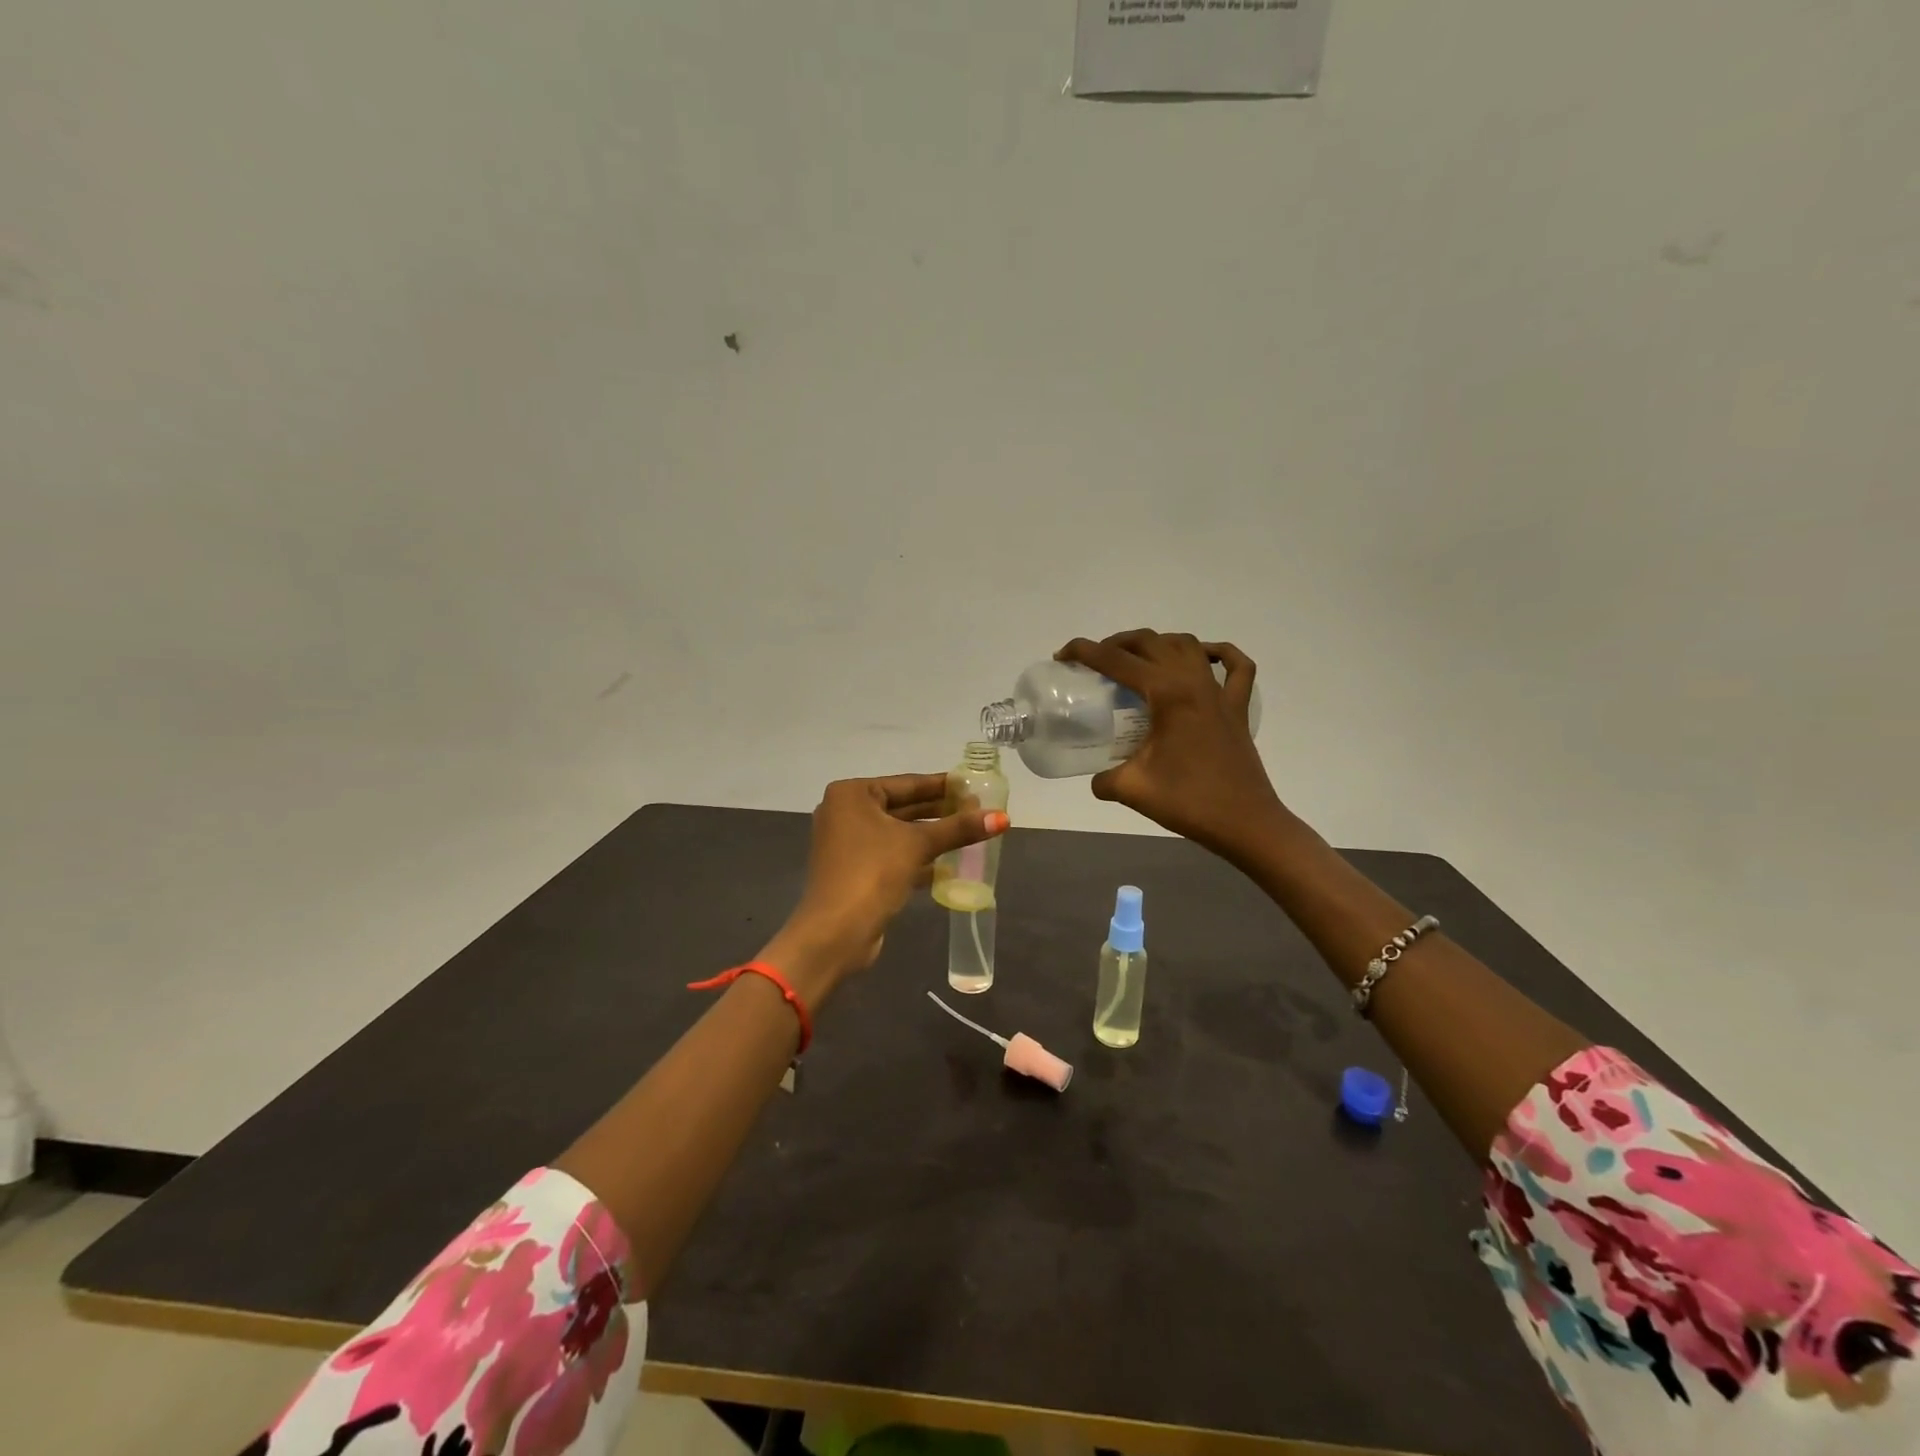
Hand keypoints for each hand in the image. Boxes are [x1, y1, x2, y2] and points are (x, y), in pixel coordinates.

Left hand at [761, 773, 1008, 995]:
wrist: (836, 932)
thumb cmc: (872, 873)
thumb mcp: (918, 845)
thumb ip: (959, 829)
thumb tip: (1003, 818)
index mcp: (852, 794)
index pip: (907, 783)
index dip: (943, 786)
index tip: (973, 786)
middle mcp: (845, 813)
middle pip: (902, 807)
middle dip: (939, 812)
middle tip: (978, 810)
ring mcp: (847, 843)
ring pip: (898, 833)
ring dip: (931, 836)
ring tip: (971, 834)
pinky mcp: (855, 871)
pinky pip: (892, 855)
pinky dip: (917, 858)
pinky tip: (949, 864)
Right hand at [1057, 630, 1282, 862]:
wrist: (1245, 823)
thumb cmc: (1189, 802)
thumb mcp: (1132, 789)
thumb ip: (1105, 779)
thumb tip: (1097, 779)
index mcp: (1167, 694)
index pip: (1117, 660)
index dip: (1084, 652)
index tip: (1062, 656)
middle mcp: (1194, 682)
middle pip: (1150, 642)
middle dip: (1115, 643)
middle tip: (1093, 662)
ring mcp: (1220, 693)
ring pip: (1187, 645)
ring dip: (1157, 643)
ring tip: (1136, 659)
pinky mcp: (1237, 709)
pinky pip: (1236, 667)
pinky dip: (1218, 653)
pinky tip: (1203, 657)